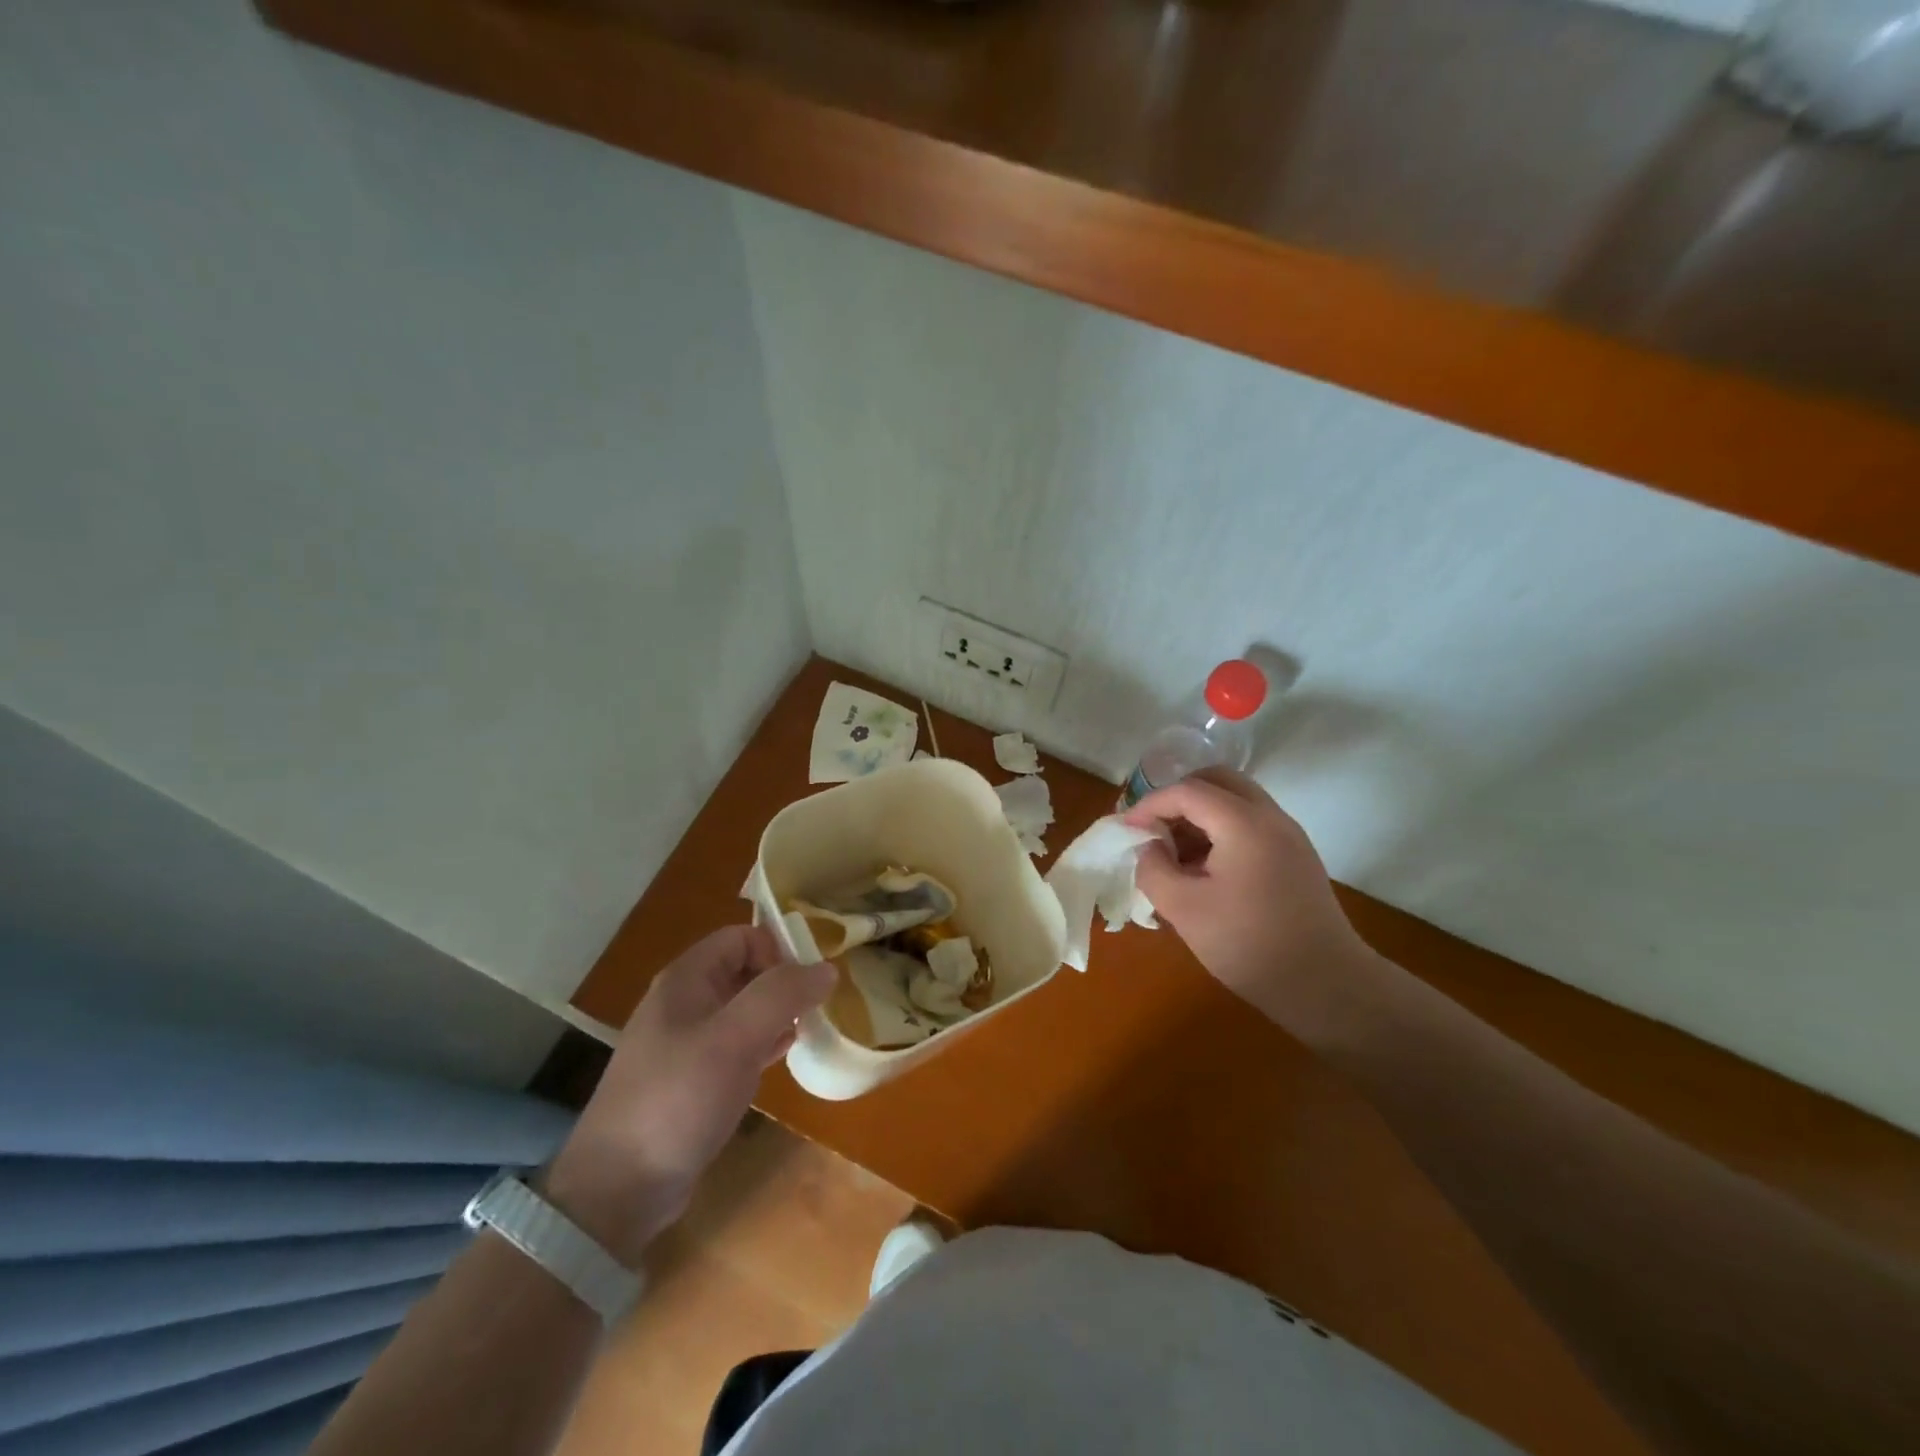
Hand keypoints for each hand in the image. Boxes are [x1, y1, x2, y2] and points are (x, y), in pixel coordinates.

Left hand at [542, 926, 835, 1264]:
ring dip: (777, 1014)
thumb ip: (782, 995)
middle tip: (816, 1009)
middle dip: (783, 983)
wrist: (620, 1187)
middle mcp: (685, 1002)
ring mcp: (686, 1042)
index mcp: (686, 979)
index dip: (777, 950)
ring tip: (808, 1030)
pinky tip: (784, 1057)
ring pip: (743, 1008)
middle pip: (744, 970)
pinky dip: (764, 1043)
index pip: (742, 937)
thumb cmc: (678, 1098)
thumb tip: (827, 968)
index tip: (808, 983)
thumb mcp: (735, 1038)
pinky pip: (737, 1044)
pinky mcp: (692, 1078)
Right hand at [1124, 768, 1378, 1039]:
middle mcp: (1271, 817)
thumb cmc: (1249, 944)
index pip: (1187, 791)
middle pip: (1218, 781)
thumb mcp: (1184, 909)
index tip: (1126, 830)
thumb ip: (1154, 869)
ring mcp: (1288, 836)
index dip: (1150, 804)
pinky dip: (1220, 831)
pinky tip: (1203, 870)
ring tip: (1173, 853)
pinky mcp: (1295, 857)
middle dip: (1178, 797)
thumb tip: (1147, 848)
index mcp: (1244, 823)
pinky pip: (1250, 824)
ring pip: (1236, 801)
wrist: (1327, 986)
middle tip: (1153, 827)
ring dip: (1199, 814)